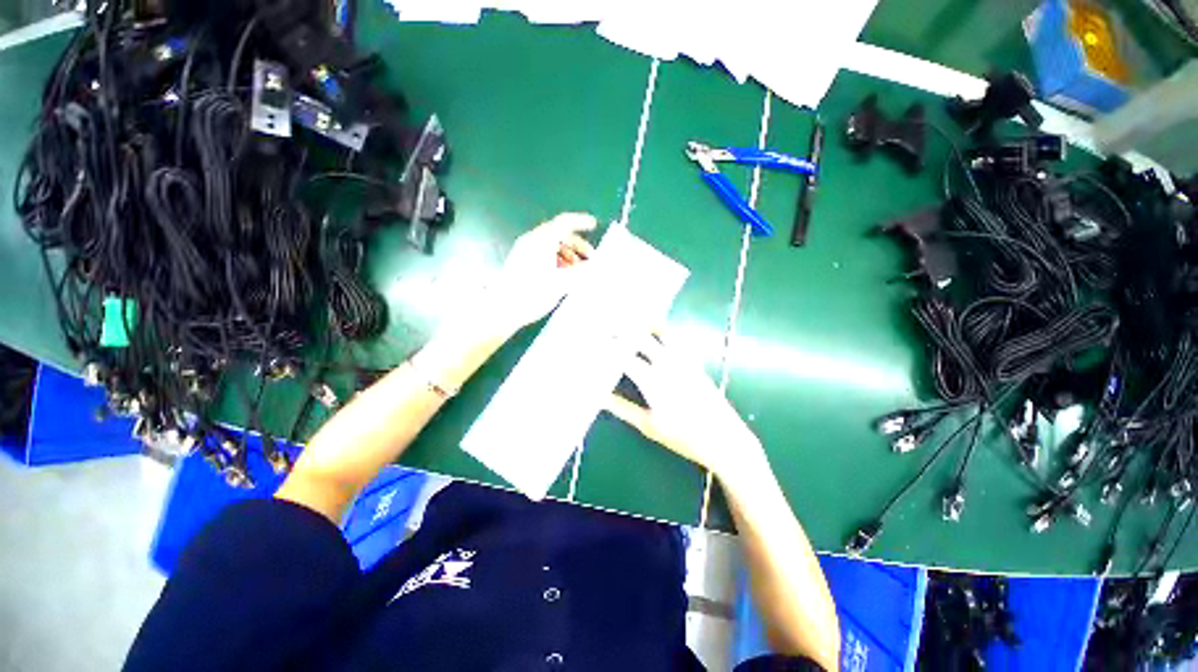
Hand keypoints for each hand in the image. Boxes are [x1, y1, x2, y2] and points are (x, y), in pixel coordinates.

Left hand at [483, 212, 596, 335]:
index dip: (581, 222)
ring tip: (578, 270)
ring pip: (552, 245)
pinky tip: (563, 275)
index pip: (564, 222)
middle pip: (559, 234)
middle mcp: (532, 241)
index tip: (594, 225)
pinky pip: (544, 253)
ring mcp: (525, 251)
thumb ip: (581, 272)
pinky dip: (557, 259)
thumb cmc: (533, 293)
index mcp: (542, 241)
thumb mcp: (561, 283)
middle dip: (577, 244)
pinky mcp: (521, 262)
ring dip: (568, 253)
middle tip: (590, 259)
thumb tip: (595, 265)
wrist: (503, 309)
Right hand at [605, 331, 767, 482]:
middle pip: (641, 337)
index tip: (594, 342)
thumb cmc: (684, 437)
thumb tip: (600, 397)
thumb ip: (623, 408)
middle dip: (622, 329)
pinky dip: (663, 331)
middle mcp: (668, 364)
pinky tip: (657, 332)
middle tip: (607, 326)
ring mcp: (684, 361)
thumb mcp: (648, 425)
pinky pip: (676, 339)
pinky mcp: (695, 362)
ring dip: (645, 324)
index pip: (624, 357)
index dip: (608, 348)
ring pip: (663, 331)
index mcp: (654, 380)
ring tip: (630, 319)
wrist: (724, 439)